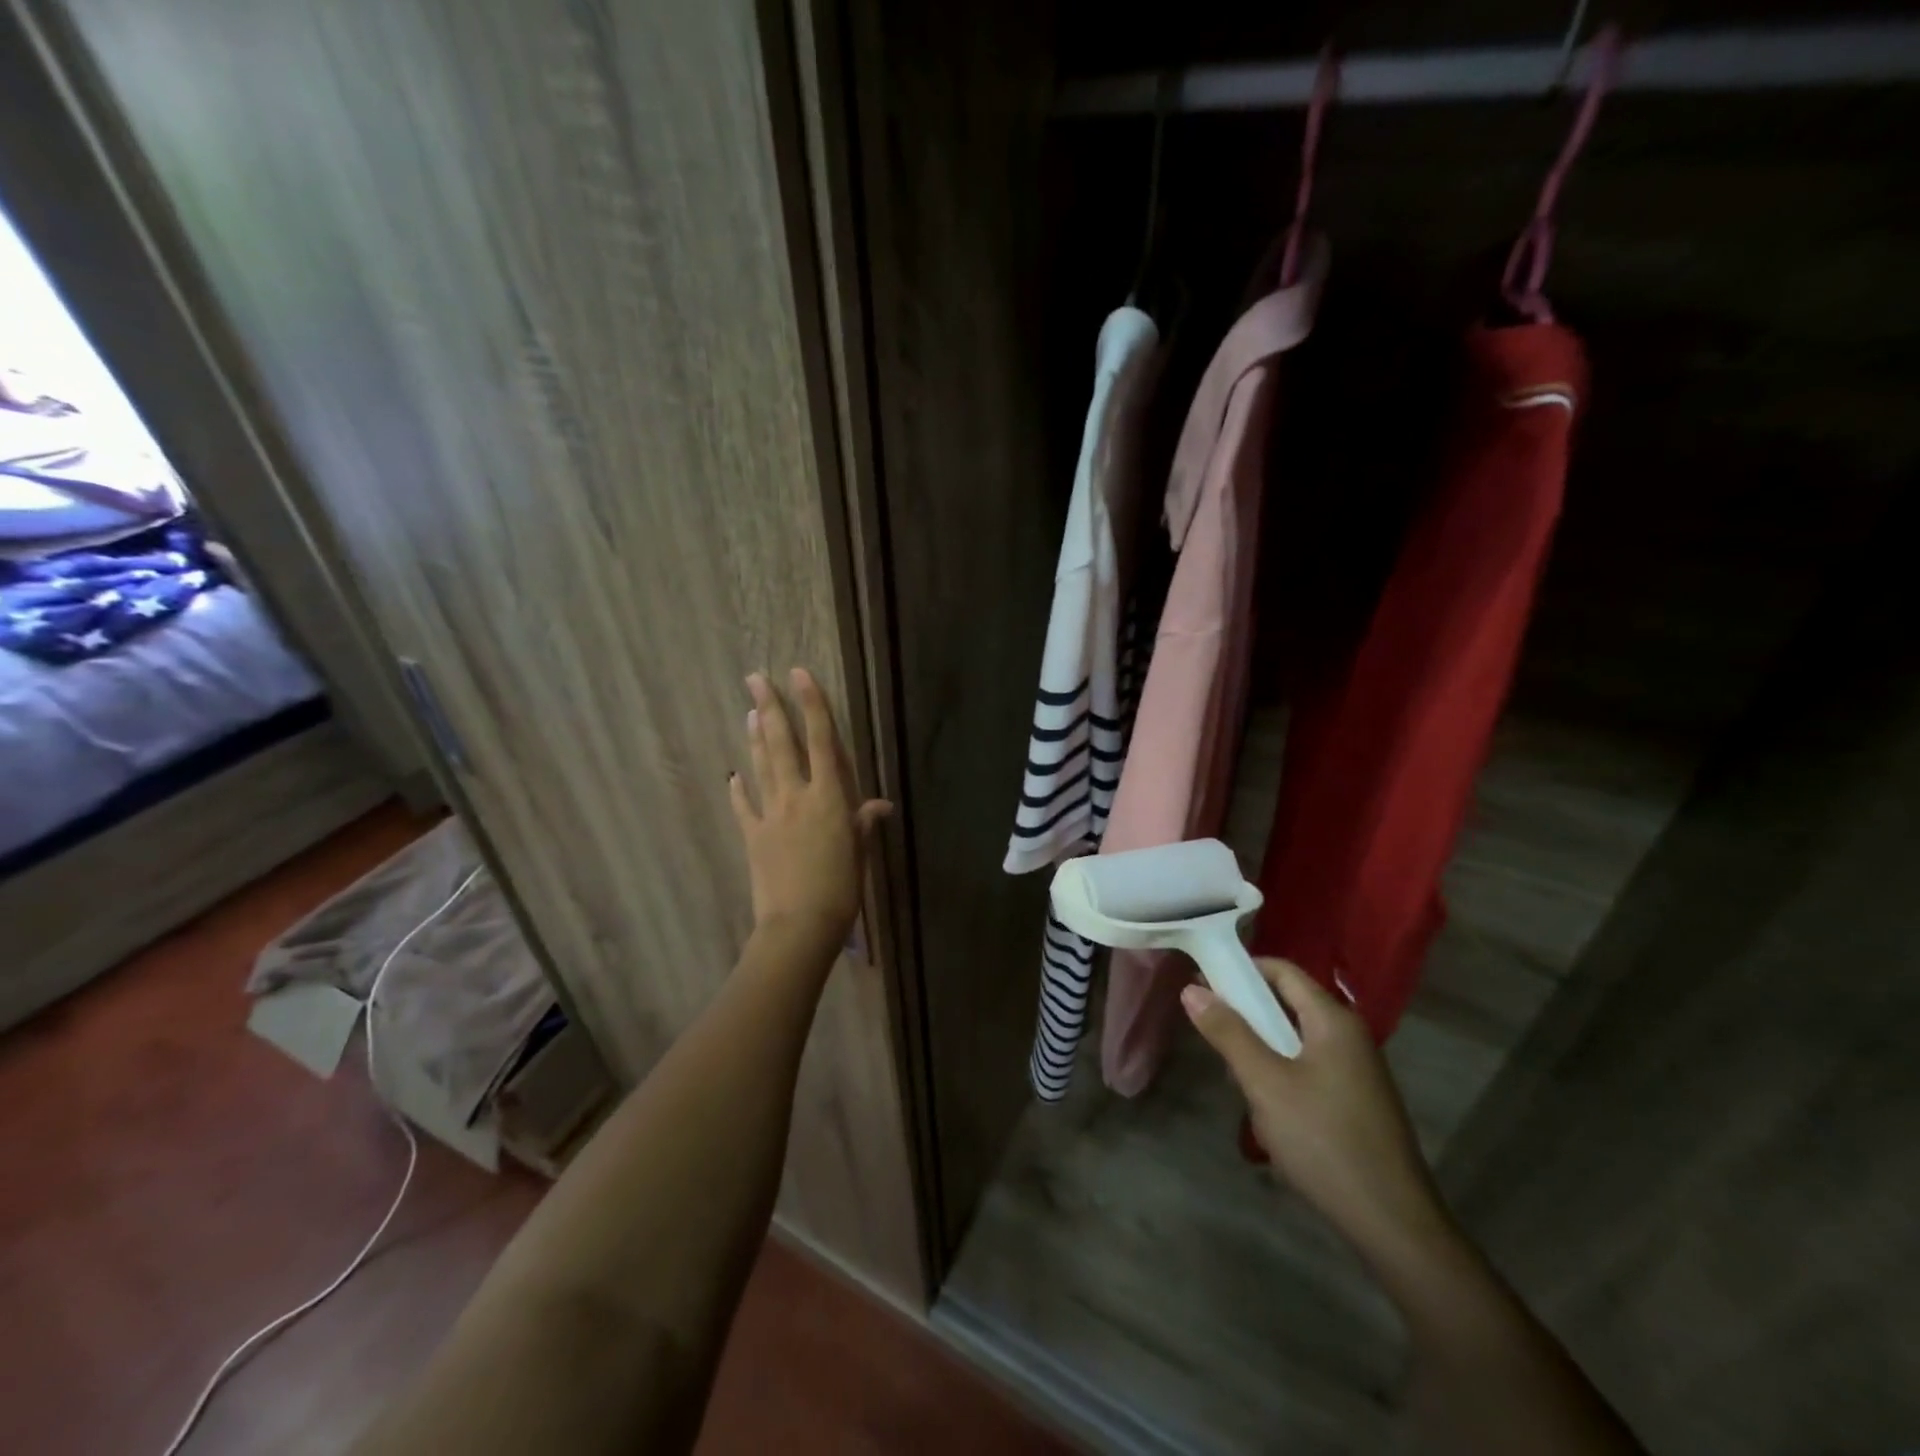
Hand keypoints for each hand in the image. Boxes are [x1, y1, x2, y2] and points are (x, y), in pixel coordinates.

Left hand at [730, 668, 890, 943]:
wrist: (798, 925)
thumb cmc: (841, 889)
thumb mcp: (860, 853)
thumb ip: (863, 823)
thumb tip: (879, 805)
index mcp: (829, 797)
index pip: (821, 740)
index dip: (812, 704)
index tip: (798, 673)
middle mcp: (797, 796)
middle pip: (781, 743)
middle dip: (769, 707)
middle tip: (754, 677)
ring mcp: (770, 814)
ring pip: (761, 766)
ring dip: (755, 737)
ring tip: (749, 710)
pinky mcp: (752, 836)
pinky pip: (743, 806)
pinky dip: (738, 789)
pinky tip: (733, 775)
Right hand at [1182, 959, 1454, 1268]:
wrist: (1393, 1225)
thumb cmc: (1324, 1141)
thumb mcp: (1265, 1083)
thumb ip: (1228, 1033)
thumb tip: (1191, 989)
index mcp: (1333, 1021)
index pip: (1282, 971)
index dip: (1241, 970)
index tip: (1203, 985)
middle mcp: (1348, 1036)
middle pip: (1286, 1005)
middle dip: (1247, 1020)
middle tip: (1214, 1042)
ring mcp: (1355, 1071)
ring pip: (1293, 1042)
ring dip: (1260, 1056)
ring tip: (1240, 1088)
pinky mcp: (1354, 1102)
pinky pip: (1307, 1070)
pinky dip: (1280, 1079)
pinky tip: (1268, 1116)